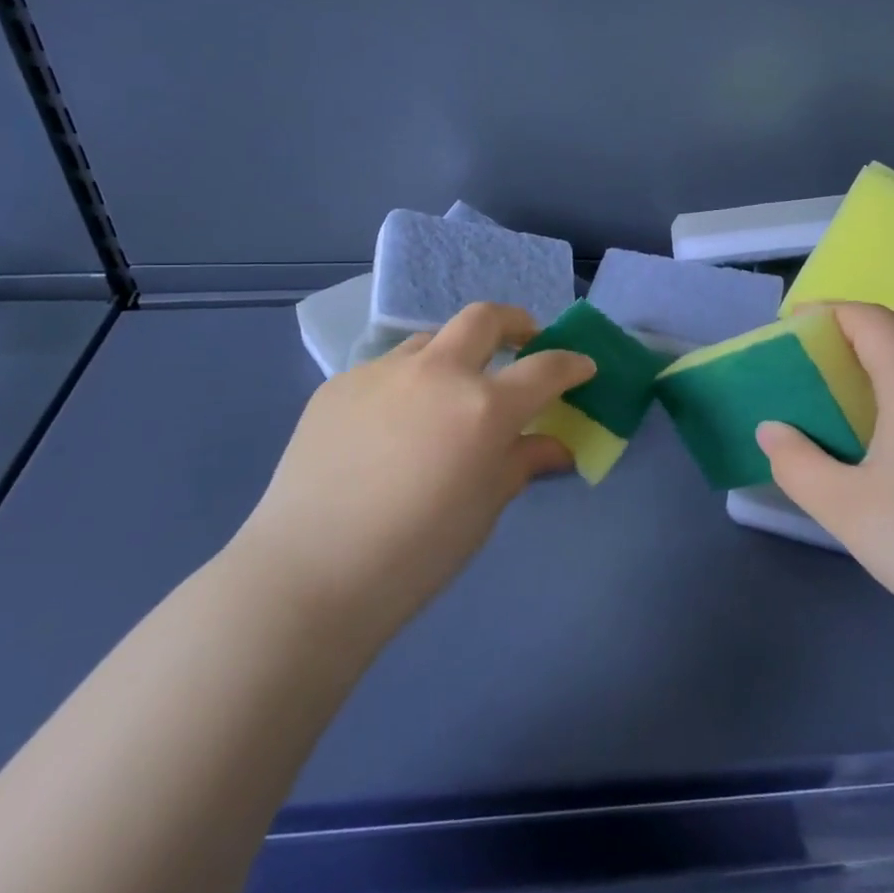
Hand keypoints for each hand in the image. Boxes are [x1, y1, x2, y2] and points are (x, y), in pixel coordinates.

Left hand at [231, 303, 595, 645]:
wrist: (310, 573)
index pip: (545, 368)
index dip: (572, 364)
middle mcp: (436, 373)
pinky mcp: (339, 385)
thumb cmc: (416, 553)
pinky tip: (390, 429)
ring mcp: (381, 372)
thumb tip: (555, 447)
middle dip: (515, 323)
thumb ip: (522, 463)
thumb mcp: (484, 509)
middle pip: (484, 318)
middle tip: (523, 343)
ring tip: (450, 391)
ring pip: (429, 340)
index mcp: (483, 406)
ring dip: (453, 354)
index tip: (583, 367)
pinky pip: (385, 372)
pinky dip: (405, 386)